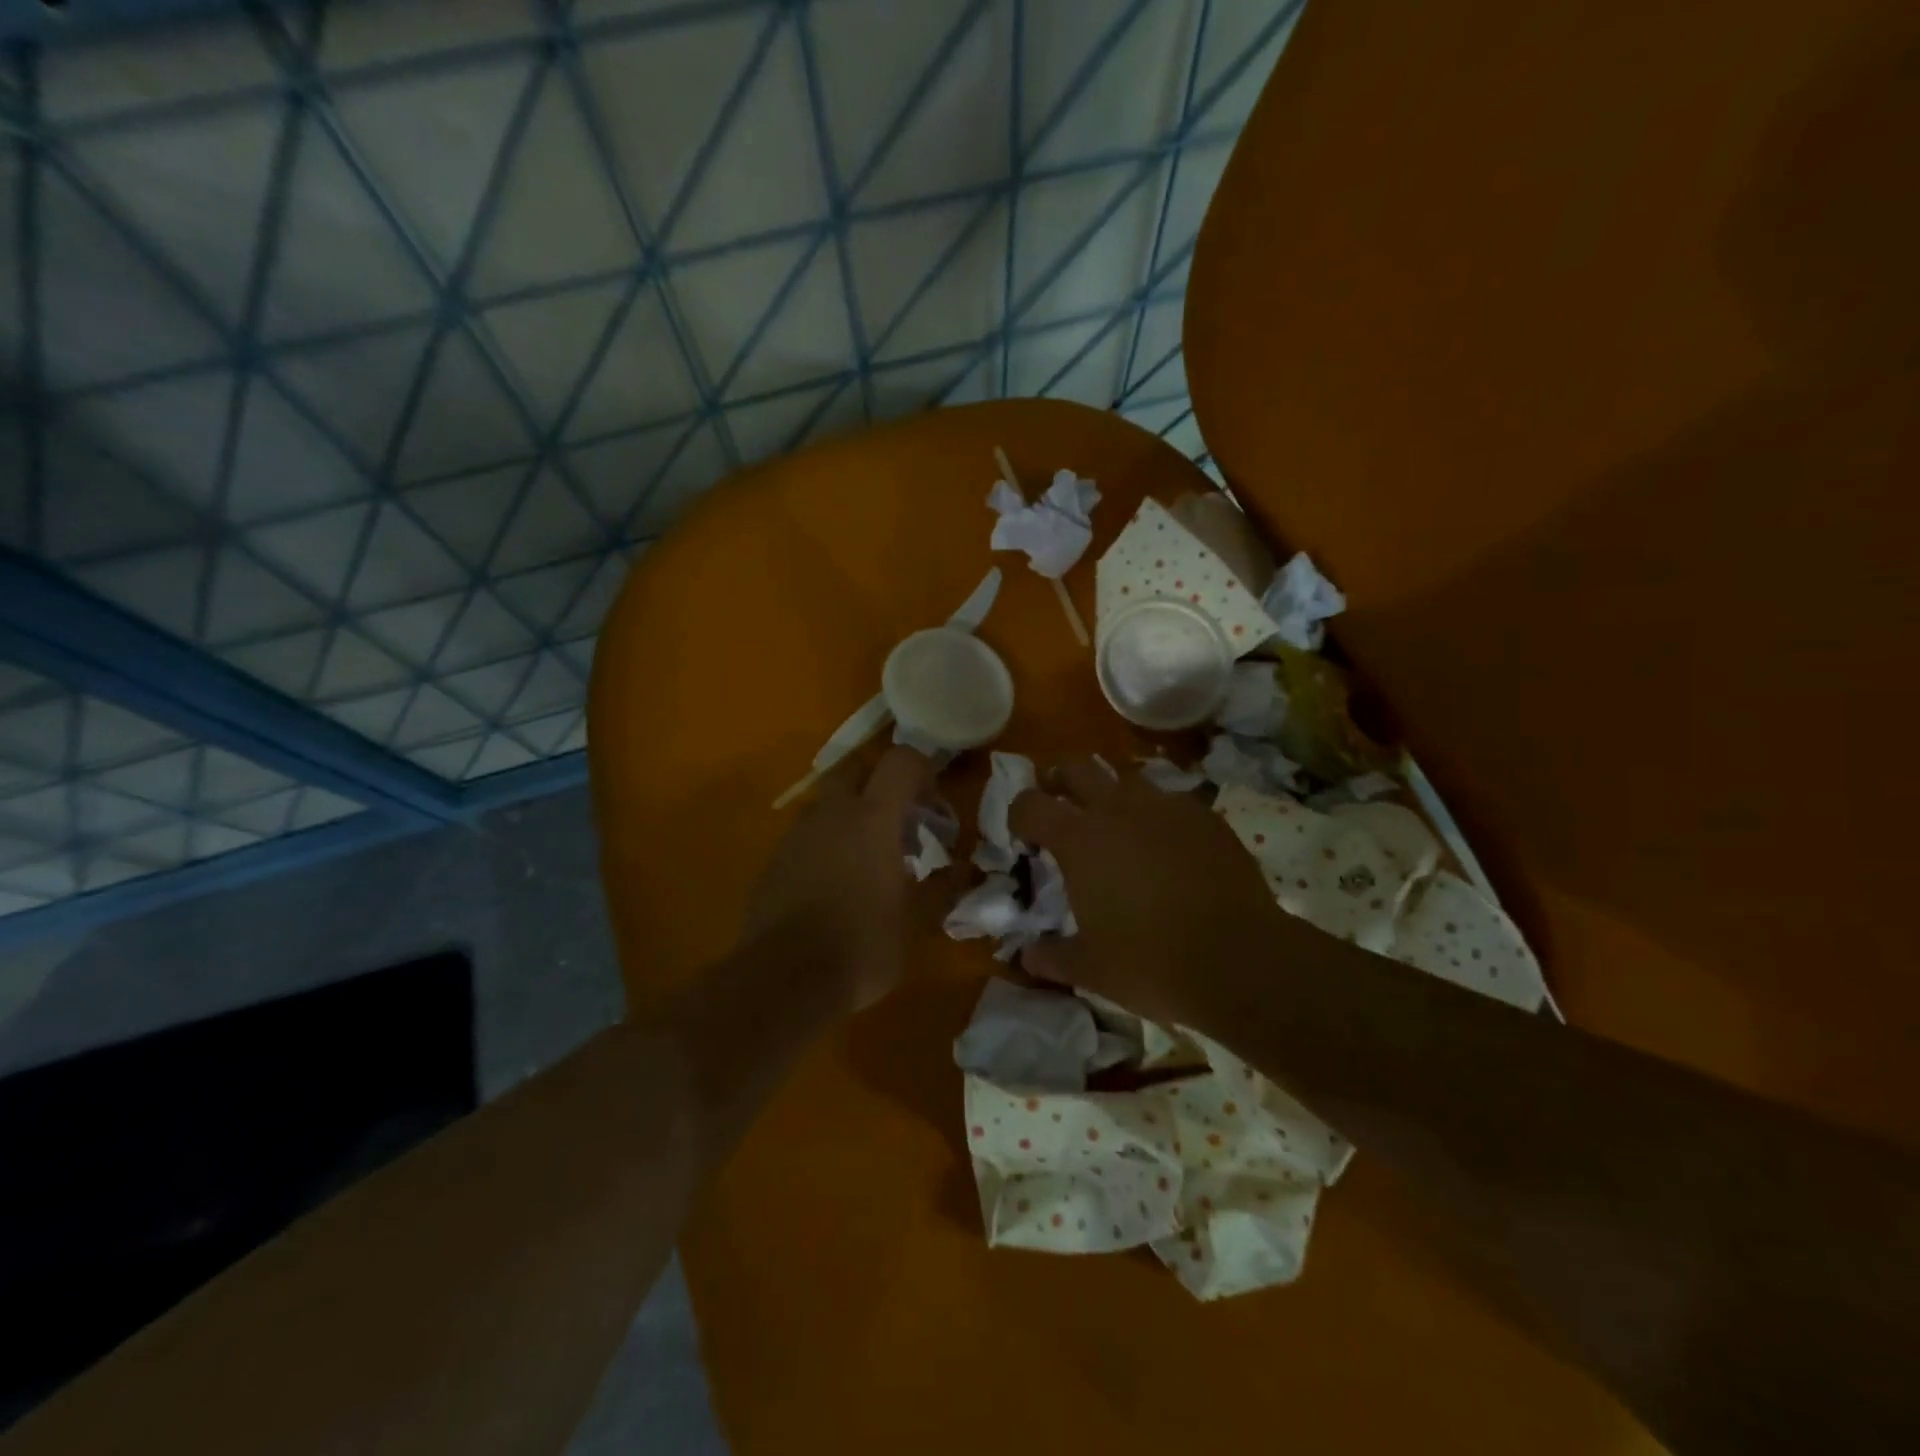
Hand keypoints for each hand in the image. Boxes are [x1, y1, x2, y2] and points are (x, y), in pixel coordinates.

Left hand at [744, 746, 946, 1014]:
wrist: (782, 980)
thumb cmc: (862, 945)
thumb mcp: (916, 921)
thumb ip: (942, 888)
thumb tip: (961, 869)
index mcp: (873, 817)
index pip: (901, 761)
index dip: (923, 770)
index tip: (933, 805)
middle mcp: (832, 813)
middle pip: (856, 768)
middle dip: (881, 782)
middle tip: (900, 820)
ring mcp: (798, 834)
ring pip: (828, 801)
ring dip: (852, 813)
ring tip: (870, 856)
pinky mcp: (775, 859)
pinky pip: (807, 834)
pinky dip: (827, 842)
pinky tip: (836, 883)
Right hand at [1009, 759, 1287, 1027]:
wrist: (1240, 960)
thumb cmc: (1151, 963)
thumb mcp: (1091, 969)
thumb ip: (1051, 957)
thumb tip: (1026, 956)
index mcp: (1079, 839)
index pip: (1031, 804)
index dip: (1020, 815)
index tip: (1025, 837)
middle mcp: (1117, 809)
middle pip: (1076, 769)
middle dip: (1060, 782)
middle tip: (1063, 808)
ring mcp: (1165, 807)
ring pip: (1127, 779)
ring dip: (1112, 794)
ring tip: (1118, 826)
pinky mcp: (1205, 816)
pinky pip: (1170, 800)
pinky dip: (1157, 814)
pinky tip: (1168, 844)